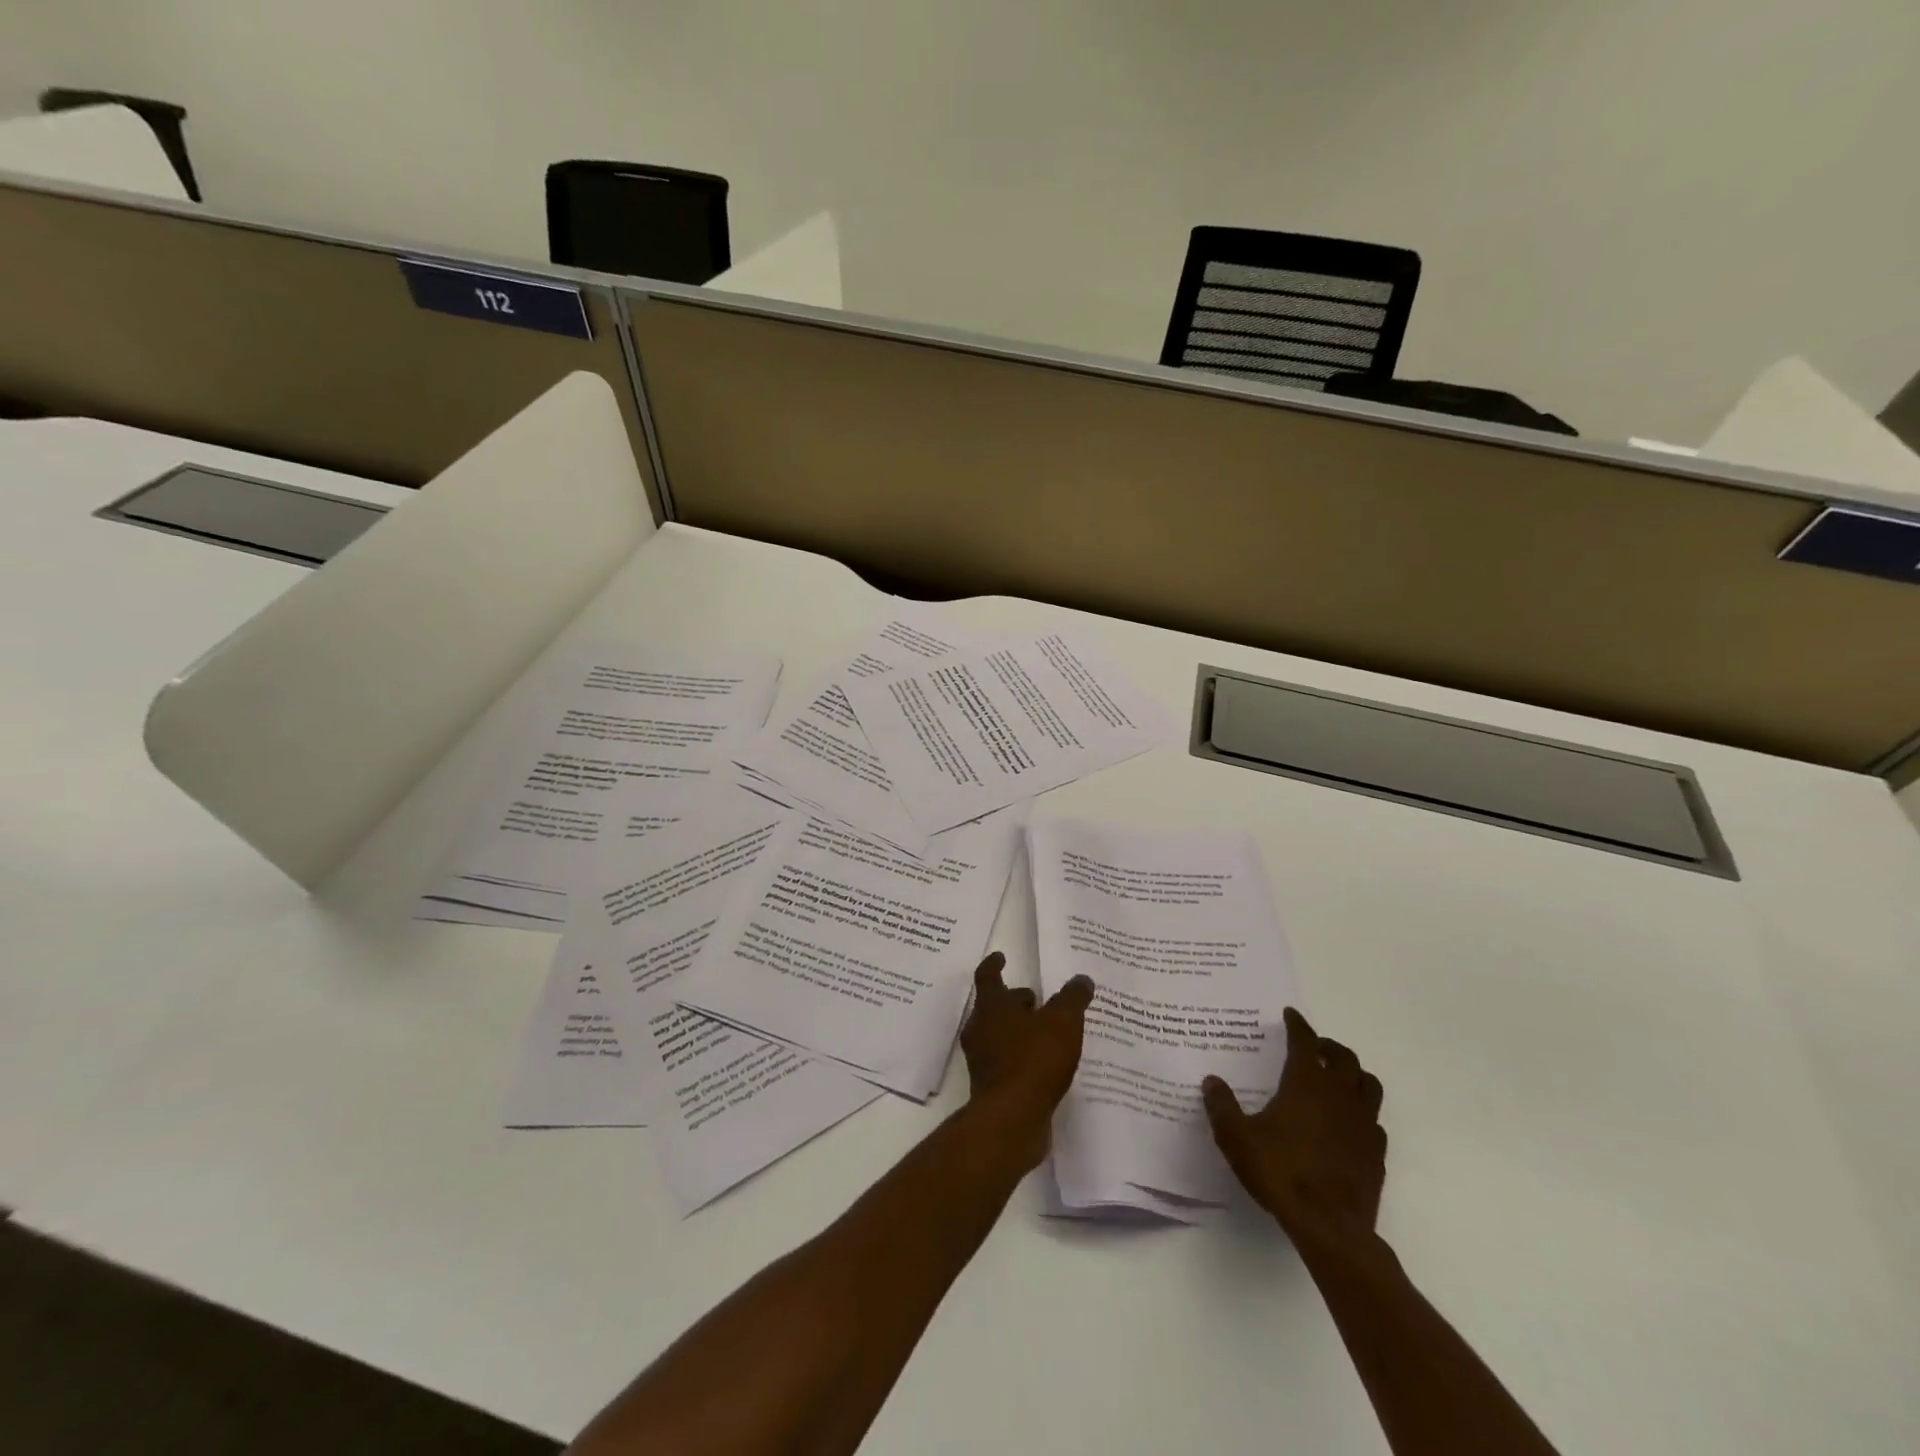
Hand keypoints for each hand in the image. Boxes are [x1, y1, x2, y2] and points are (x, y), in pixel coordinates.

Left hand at [959, 952, 1093, 1168]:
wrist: (1011, 1119)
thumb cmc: (1034, 1060)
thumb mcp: (1063, 1022)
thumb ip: (1073, 998)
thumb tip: (1081, 979)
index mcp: (992, 1007)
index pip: (987, 976)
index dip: (994, 964)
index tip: (1001, 956)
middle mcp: (981, 1029)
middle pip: (994, 1007)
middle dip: (1014, 1001)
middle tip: (1037, 999)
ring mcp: (983, 1060)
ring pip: (1000, 1035)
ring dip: (1020, 1031)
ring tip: (1047, 1033)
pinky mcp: (991, 1087)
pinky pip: (1008, 1063)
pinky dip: (1024, 1058)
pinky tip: (1046, 1065)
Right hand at [1203, 1007, 1385, 1249]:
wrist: (1330, 1227)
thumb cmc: (1280, 1173)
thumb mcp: (1236, 1138)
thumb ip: (1222, 1106)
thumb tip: (1212, 1081)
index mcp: (1306, 1084)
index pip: (1305, 1042)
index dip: (1298, 1025)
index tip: (1291, 1015)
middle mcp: (1339, 1096)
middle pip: (1344, 1057)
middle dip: (1328, 1046)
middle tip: (1313, 1047)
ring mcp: (1363, 1125)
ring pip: (1368, 1085)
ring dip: (1353, 1074)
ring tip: (1337, 1078)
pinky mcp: (1376, 1153)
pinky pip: (1374, 1120)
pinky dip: (1362, 1112)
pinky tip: (1348, 1123)